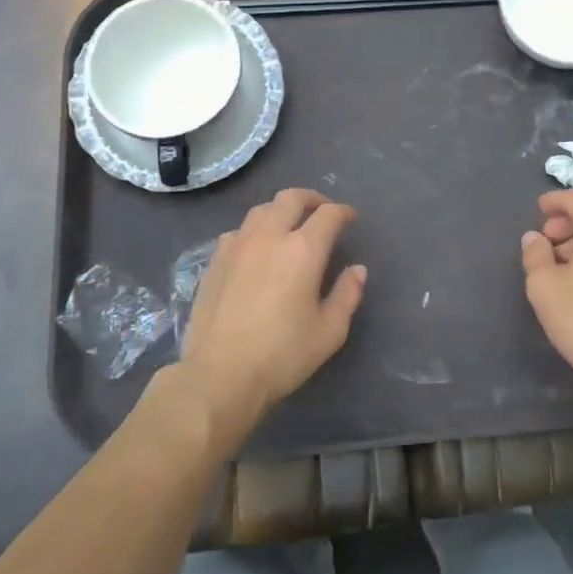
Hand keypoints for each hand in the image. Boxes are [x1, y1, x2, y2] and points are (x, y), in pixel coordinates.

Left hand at [174, 188, 366, 444]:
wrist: (220, 375)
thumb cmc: (282, 355)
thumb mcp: (329, 331)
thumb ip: (348, 294)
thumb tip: (357, 270)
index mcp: (303, 250)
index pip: (328, 215)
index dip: (342, 212)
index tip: (349, 218)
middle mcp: (270, 237)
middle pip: (290, 198)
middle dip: (311, 199)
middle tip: (321, 211)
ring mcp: (237, 246)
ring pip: (261, 210)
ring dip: (280, 210)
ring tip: (288, 225)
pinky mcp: (215, 261)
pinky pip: (238, 231)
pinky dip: (254, 230)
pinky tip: (256, 249)